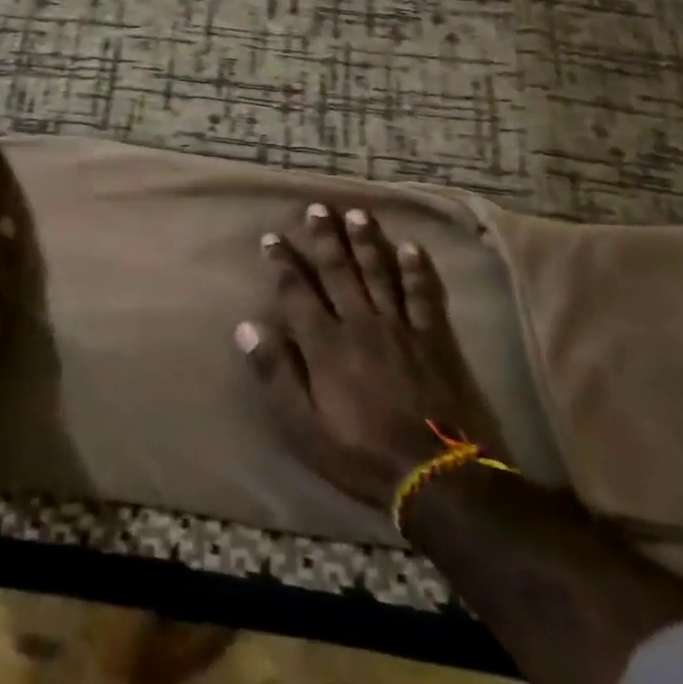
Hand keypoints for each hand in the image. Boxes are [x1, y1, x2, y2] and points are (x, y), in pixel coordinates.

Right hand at [236, 203, 506, 509]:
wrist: (436, 475)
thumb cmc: (360, 453)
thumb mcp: (303, 425)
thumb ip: (276, 372)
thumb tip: (246, 327)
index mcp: (326, 344)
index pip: (297, 292)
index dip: (283, 263)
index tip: (272, 237)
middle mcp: (360, 323)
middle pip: (339, 271)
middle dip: (326, 238)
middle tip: (317, 208)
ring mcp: (400, 327)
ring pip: (379, 273)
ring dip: (366, 241)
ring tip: (357, 213)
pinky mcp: (434, 338)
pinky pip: (424, 295)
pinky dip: (418, 270)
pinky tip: (412, 247)